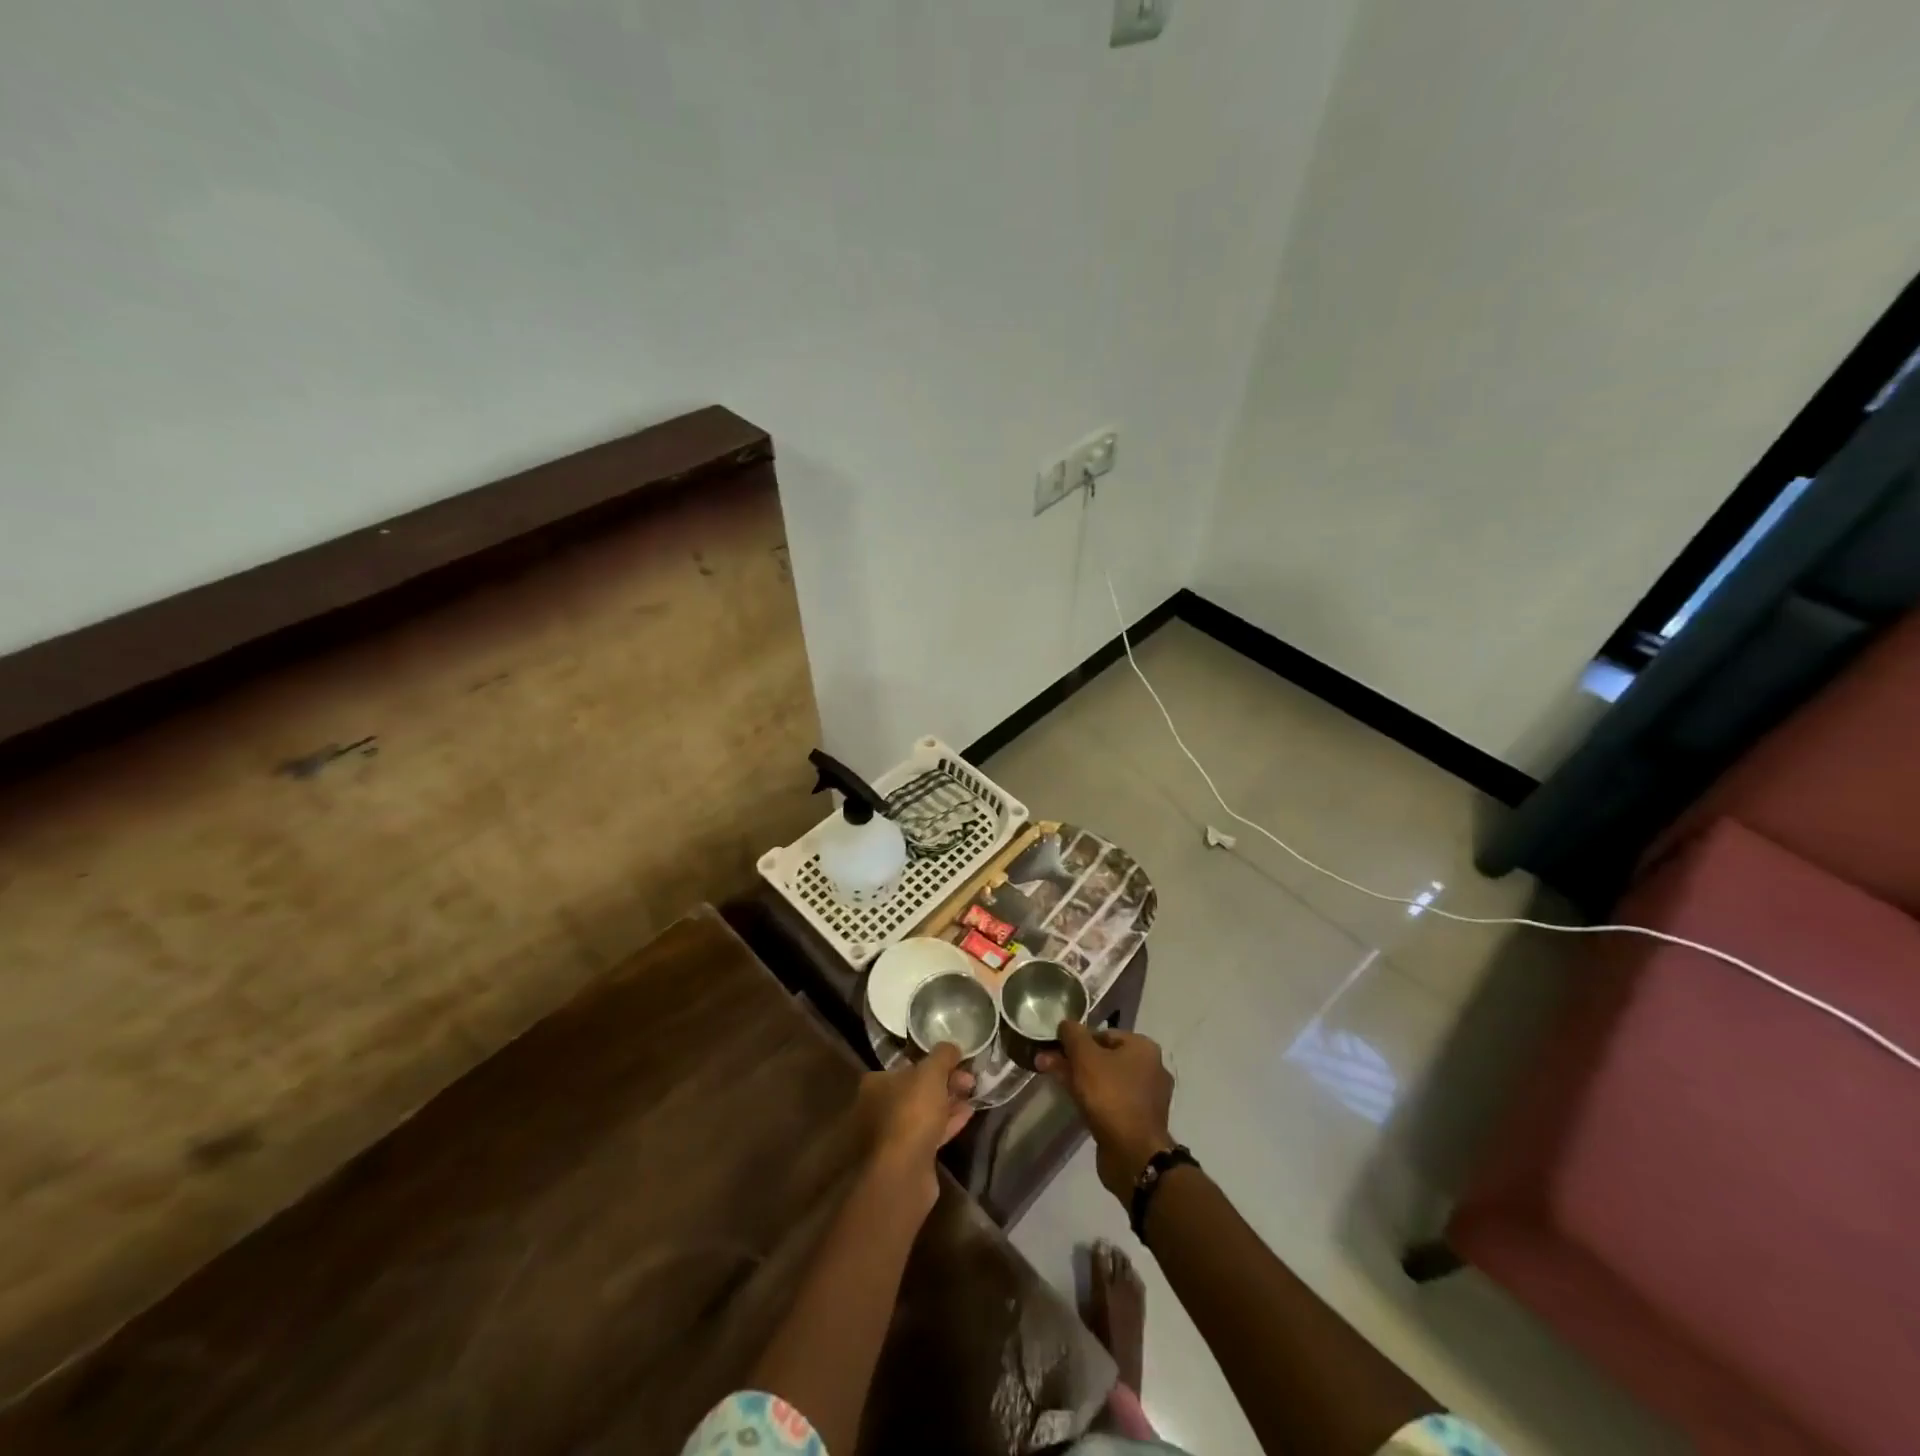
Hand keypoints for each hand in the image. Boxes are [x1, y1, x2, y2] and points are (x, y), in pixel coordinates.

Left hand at [855, 1043, 974, 1179]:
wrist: (902, 1172)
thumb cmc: (911, 1113)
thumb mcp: (931, 1073)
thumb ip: (943, 1055)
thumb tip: (952, 1046)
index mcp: (876, 1083)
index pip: (908, 1066)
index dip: (935, 1063)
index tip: (958, 1063)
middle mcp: (878, 1107)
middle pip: (917, 1089)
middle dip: (945, 1083)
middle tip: (970, 1081)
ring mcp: (891, 1135)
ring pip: (924, 1112)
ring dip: (948, 1103)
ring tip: (972, 1096)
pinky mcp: (906, 1157)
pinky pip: (929, 1133)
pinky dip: (947, 1123)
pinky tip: (968, 1115)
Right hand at [1037, 1022, 1174, 1201]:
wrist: (1133, 1155)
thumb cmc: (1110, 1096)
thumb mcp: (1085, 1057)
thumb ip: (1072, 1035)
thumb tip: (1065, 1024)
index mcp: (1144, 1048)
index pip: (1103, 1033)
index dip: (1076, 1039)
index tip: (1055, 1049)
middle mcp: (1151, 1068)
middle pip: (1104, 1057)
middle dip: (1075, 1060)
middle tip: (1048, 1065)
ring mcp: (1147, 1097)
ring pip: (1106, 1080)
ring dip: (1081, 1079)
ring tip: (1057, 1084)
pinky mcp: (1140, 1121)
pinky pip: (1112, 1101)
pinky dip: (1094, 1099)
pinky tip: (1076, 1104)